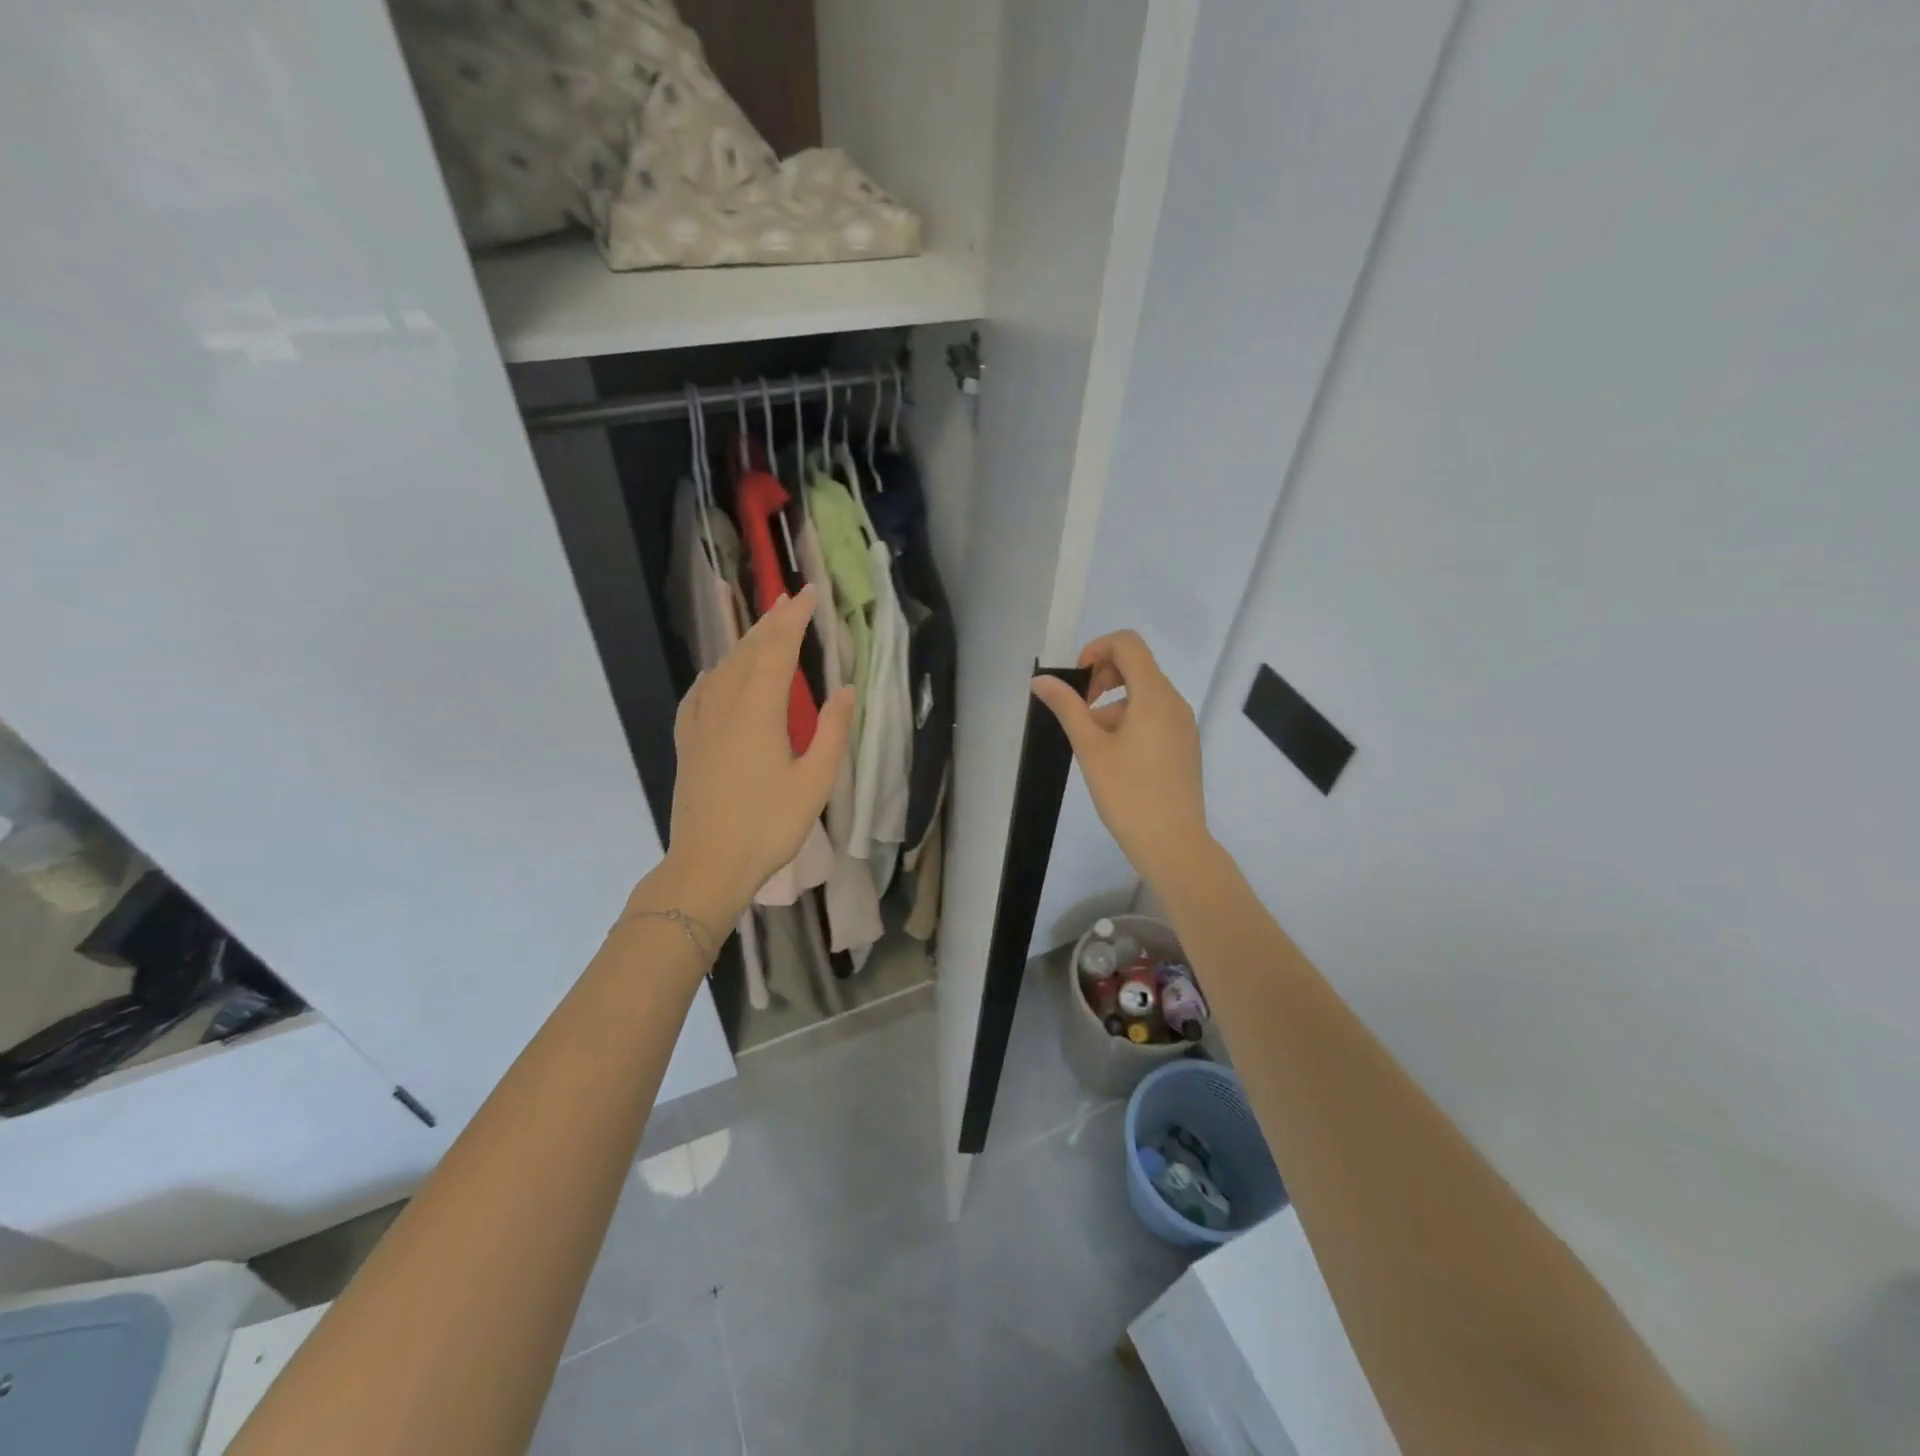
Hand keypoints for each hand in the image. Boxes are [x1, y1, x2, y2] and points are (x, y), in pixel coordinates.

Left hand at [659, 586, 851, 918]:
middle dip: (771, 622)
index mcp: (758, 711)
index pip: (777, 649)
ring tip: (763, 628)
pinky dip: (715, 673)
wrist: (708, 864)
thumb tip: (844, 690)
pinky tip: (717, 674)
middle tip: (789, 599)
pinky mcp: (688, 742)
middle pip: (747, 651)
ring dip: (745, 642)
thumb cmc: (768, 825)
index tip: (809, 593)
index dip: (794, 618)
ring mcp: (700, 723)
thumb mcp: (815, 782)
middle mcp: (724, 706)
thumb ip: (833, 731)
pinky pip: (700, 692)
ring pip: (722, 668)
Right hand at [1032, 630, 1209, 888]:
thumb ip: (1067, 707)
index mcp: (1154, 695)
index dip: (1096, 649)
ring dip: (1112, 706)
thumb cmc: (1128, 793)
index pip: (1128, 644)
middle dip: (1102, 679)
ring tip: (1092, 746)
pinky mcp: (1184, 745)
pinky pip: (1154, 716)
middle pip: (1136, 667)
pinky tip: (1114, 759)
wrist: (1173, 843)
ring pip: (1143, 695)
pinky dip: (1129, 721)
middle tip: (1080, 713)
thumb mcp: (1090, 747)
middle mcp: (1174, 702)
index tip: (1078, 682)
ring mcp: (1183, 724)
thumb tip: (1041, 680)